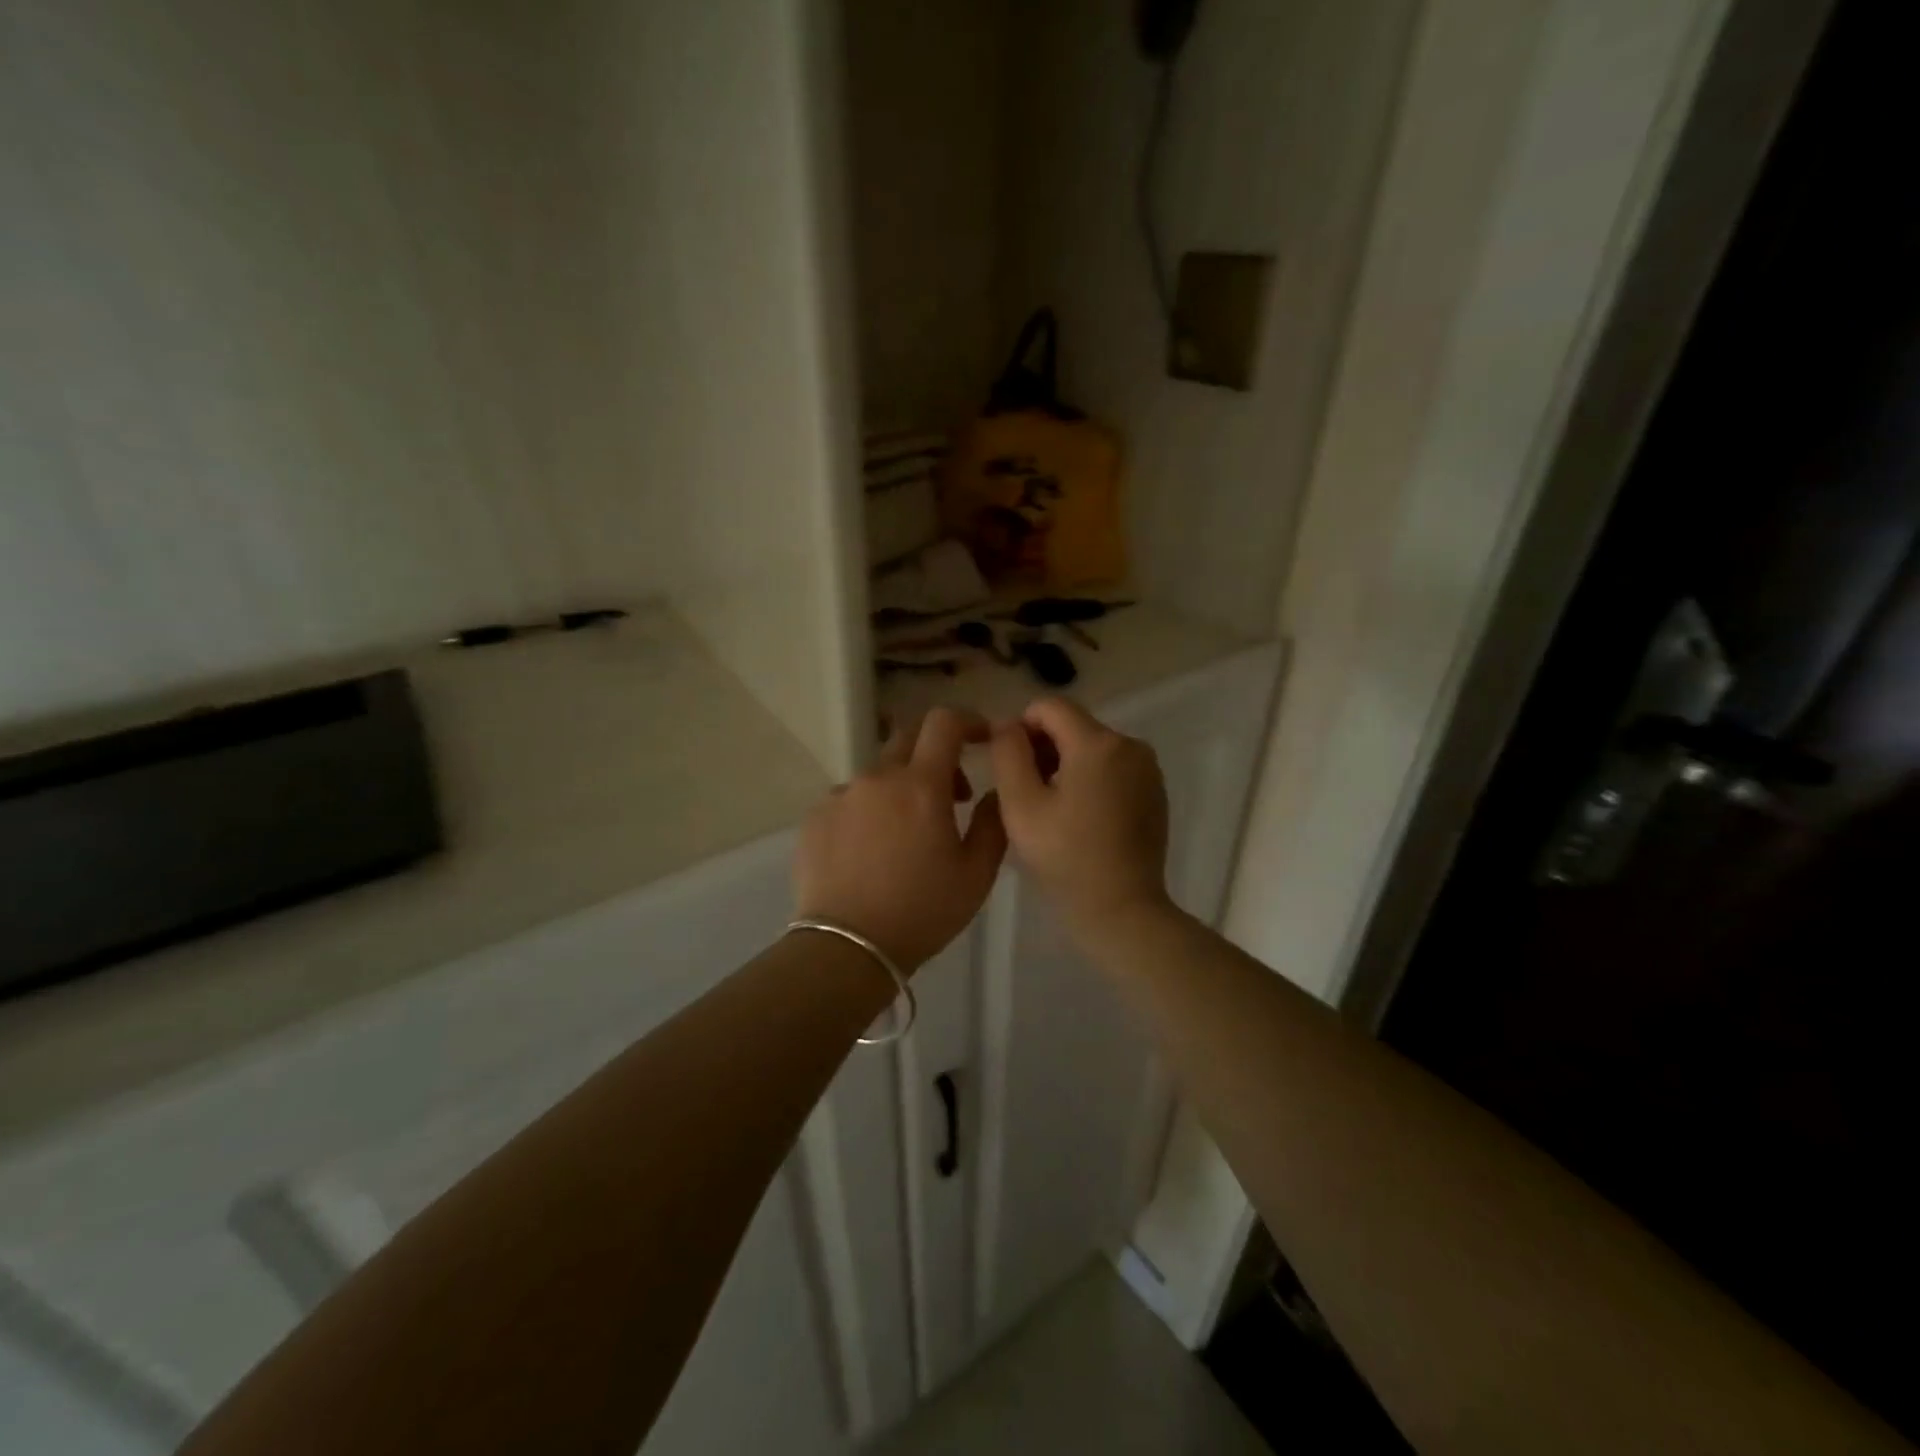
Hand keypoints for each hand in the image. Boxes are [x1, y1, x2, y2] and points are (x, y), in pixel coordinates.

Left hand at [794, 708, 1007, 970]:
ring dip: (901, 788)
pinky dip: (869, 810)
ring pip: (879, 774)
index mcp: (921, 785)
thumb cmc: (922, 912)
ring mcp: (841, 795)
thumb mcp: (976, 874)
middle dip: (937, 752)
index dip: (968, 720)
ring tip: (907, 835)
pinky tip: (871, 851)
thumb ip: (993, 822)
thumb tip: (995, 791)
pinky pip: (849, 799)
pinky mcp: (815, 817)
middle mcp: (878, 778)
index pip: (944, 723)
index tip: (983, 738)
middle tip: (953, 793)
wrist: (847, 948)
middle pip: (909, 737)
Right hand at [991, 698, 1172, 932]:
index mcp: (1098, 743)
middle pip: (1074, 725)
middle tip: (1027, 793)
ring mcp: (1148, 768)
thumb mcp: (1021, 805)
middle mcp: (1130, 745)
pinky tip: (1081, 818)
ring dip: (1066, 765)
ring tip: (1053, 809)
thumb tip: (1007, 724)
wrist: (1122, 909)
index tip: (1010, 765)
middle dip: (1045, 748)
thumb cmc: (1065, 858)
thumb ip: (1008, 753)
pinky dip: (1091, 779)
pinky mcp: (1155, 790)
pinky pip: (1113, 767)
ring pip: (1093, 747)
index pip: (1050, 706)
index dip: (1021, 727)